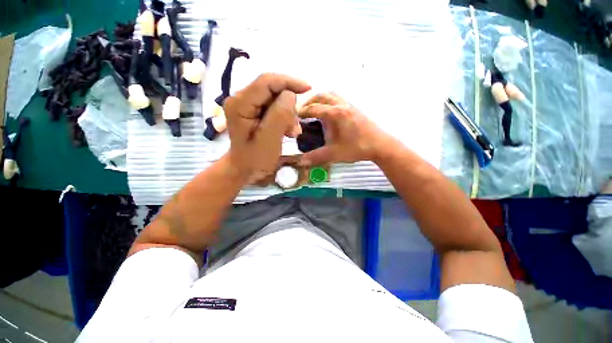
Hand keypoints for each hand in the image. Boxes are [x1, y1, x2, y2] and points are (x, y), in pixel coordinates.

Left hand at [224, 73, 310, 180]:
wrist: (245, 169)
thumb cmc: (256, 159)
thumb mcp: (269, 139)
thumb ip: (280, 115)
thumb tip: (291, 95)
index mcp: (240, 104)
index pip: (266, 81)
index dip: (289, 82)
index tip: (308, 89)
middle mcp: (241, 99)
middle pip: (272, 89)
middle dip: (288, 106)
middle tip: (294, 129)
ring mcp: (247, 104)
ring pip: (276, 98)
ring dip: (288, 114)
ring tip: (291, 133)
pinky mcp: (254, 111)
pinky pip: (275, 107)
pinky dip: (285, 118)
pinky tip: (287, 131)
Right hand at [297, 93, 389, 165]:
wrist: (380, 145)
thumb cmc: (356, 148)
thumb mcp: (334, 154)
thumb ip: (316, 157)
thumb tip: (300, 162)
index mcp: (336, 114)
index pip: (314, 108)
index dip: (303, 111)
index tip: (294, 115)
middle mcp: (342, 105)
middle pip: (323, 96)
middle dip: (310, 101)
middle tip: (303, 110)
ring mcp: (350, 105)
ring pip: (332, 95)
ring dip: (321, 99)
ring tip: (314, 109)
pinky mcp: (355, 109)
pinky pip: (339, 99)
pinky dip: (329, 101)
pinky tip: (328, 113)